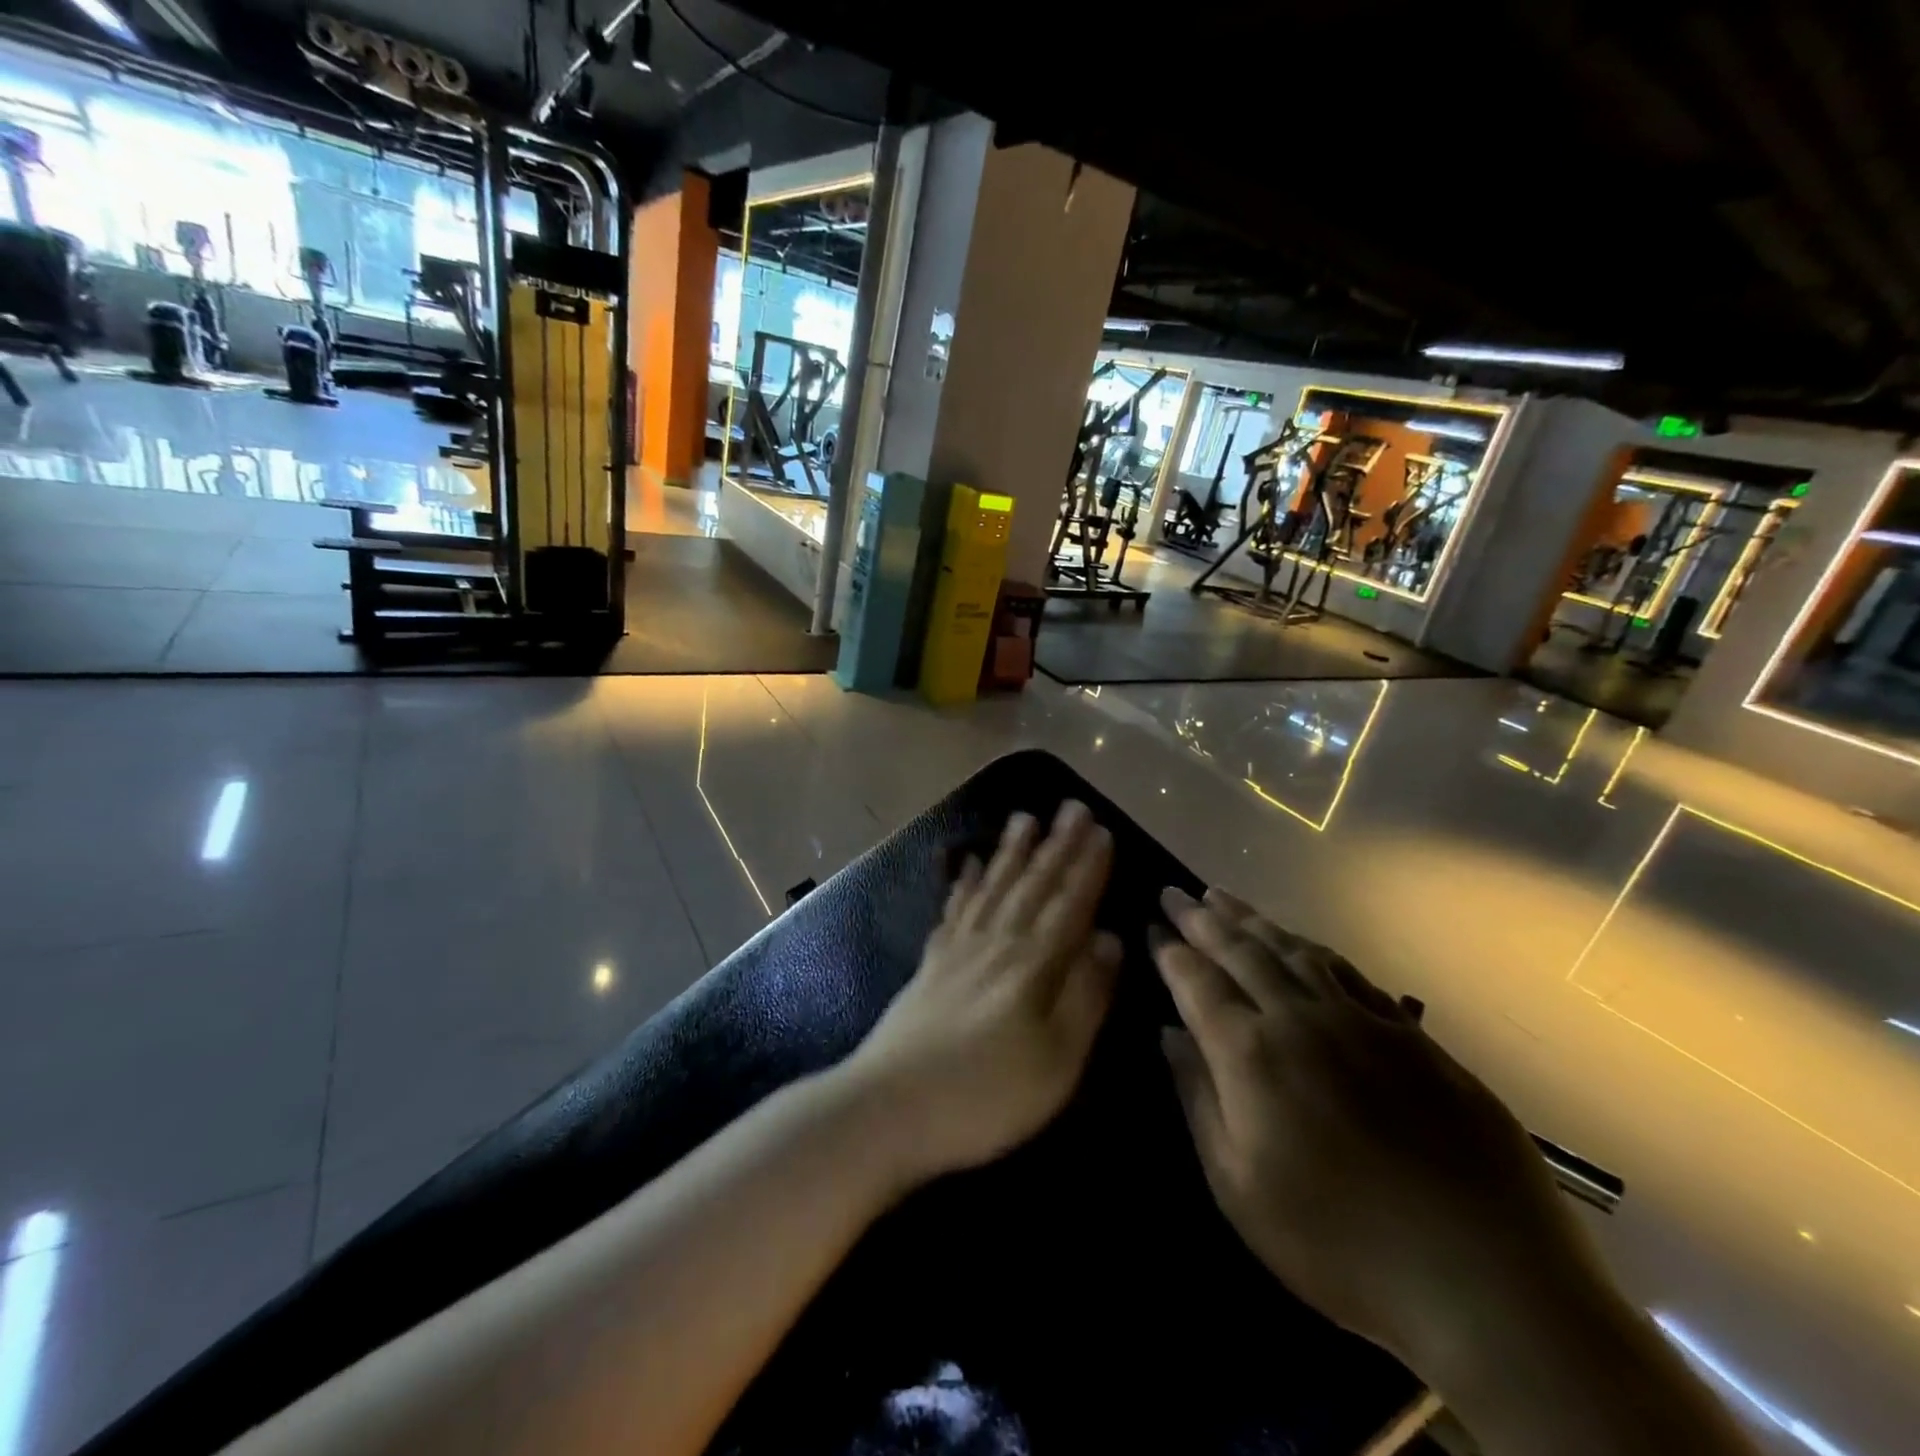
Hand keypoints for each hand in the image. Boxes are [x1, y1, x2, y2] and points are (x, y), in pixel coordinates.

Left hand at [845, 800, 1121, 1185]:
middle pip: (1033, 885)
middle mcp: (997, 943)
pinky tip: (971, 863)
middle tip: (1072, 806)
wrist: (890, 1107)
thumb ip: (1086, 996)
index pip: (1070, 905)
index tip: (1103, 831)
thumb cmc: (986, 1095)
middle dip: (1057, 845)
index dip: (1088, 868)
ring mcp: (959, 949)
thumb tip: (1110, 939)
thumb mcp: (1057, 1062)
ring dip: (1013, 851)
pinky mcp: (931, 962)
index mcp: (1033, 965)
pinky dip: (967, 882)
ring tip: (1024, 817)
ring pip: (994, 886)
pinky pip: (955, 908)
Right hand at [1152, 886, 1600, 1383]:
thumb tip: (1168, 1034)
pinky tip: (1300, 942)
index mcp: (1252, 1055)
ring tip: (1222, 898)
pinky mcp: (1412, 1036)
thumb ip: (1198, 1099)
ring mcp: (1362, 1022)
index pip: (1197, 982)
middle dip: (1201, 919)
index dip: (1171, 951)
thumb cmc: (1341, 1246)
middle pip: (1240, 951)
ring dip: (1251, 920)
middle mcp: (1301, 1019)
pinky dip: (1312, 948)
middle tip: (1175, 892)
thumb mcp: (1240, 1188)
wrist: (1489, 1283)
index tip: (1151, 926)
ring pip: (1293, 951)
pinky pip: (1349, 972)